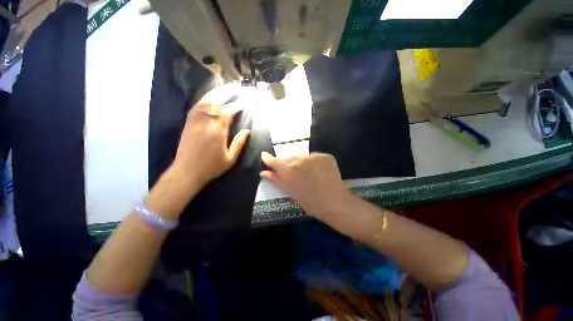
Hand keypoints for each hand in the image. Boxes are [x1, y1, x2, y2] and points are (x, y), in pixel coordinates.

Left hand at [169, 84, 250, 191]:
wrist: (186, 172)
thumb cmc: (211, 167)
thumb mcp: (230, 158)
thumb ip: (239, 143)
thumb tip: (247, 130)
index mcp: (217, 131)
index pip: (228, 112)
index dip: (238, 105)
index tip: (246, 100)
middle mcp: (205, 122)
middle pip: (216, 101)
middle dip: (227, 92)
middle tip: (236, 86)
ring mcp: (195, 121)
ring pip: (205, 101)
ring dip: (216, 92)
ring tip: (225, 87)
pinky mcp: (188, 123)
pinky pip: (197, 106)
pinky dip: (205, 99)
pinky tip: (211, 97)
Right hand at [260, 152, 351, 219]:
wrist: (334, 202)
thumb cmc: (309, 202)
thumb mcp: (290, 192)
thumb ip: (276, 180)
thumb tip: (263, 172)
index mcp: (289, 171)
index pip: (275, 161)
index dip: (269, 158)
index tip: (264, 155)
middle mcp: (299, 160)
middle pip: (290, 158)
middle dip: (291, 164)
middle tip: (298, 174)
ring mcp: (314, 156)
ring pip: (304, 157)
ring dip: (304, 163)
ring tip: (311, 174)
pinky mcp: (325, 156)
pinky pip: (316, 157)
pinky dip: (316, 163)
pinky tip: (320, 172)